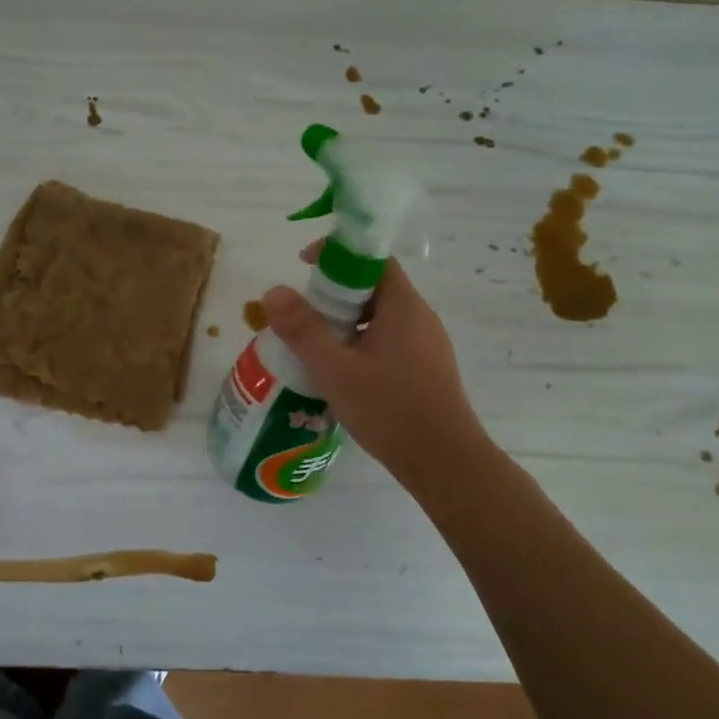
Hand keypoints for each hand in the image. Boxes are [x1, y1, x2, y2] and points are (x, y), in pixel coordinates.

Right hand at [260, 258, 490, 492]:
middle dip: (335, 292)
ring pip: (381, 316)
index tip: (304, 266)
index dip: (337, 255)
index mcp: (403, 306)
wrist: (445, 463)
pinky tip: (343, 371)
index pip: (372, 259)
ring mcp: (428, 344)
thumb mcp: (335, 370)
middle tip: (303, 313)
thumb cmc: (390, 410)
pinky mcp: (427, 368)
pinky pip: (390, 339)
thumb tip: (274, 291)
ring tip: (316, 344)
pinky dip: (362, 341)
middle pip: (375, 286)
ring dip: (347, 321)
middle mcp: (420, 317)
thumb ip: (302, 330)